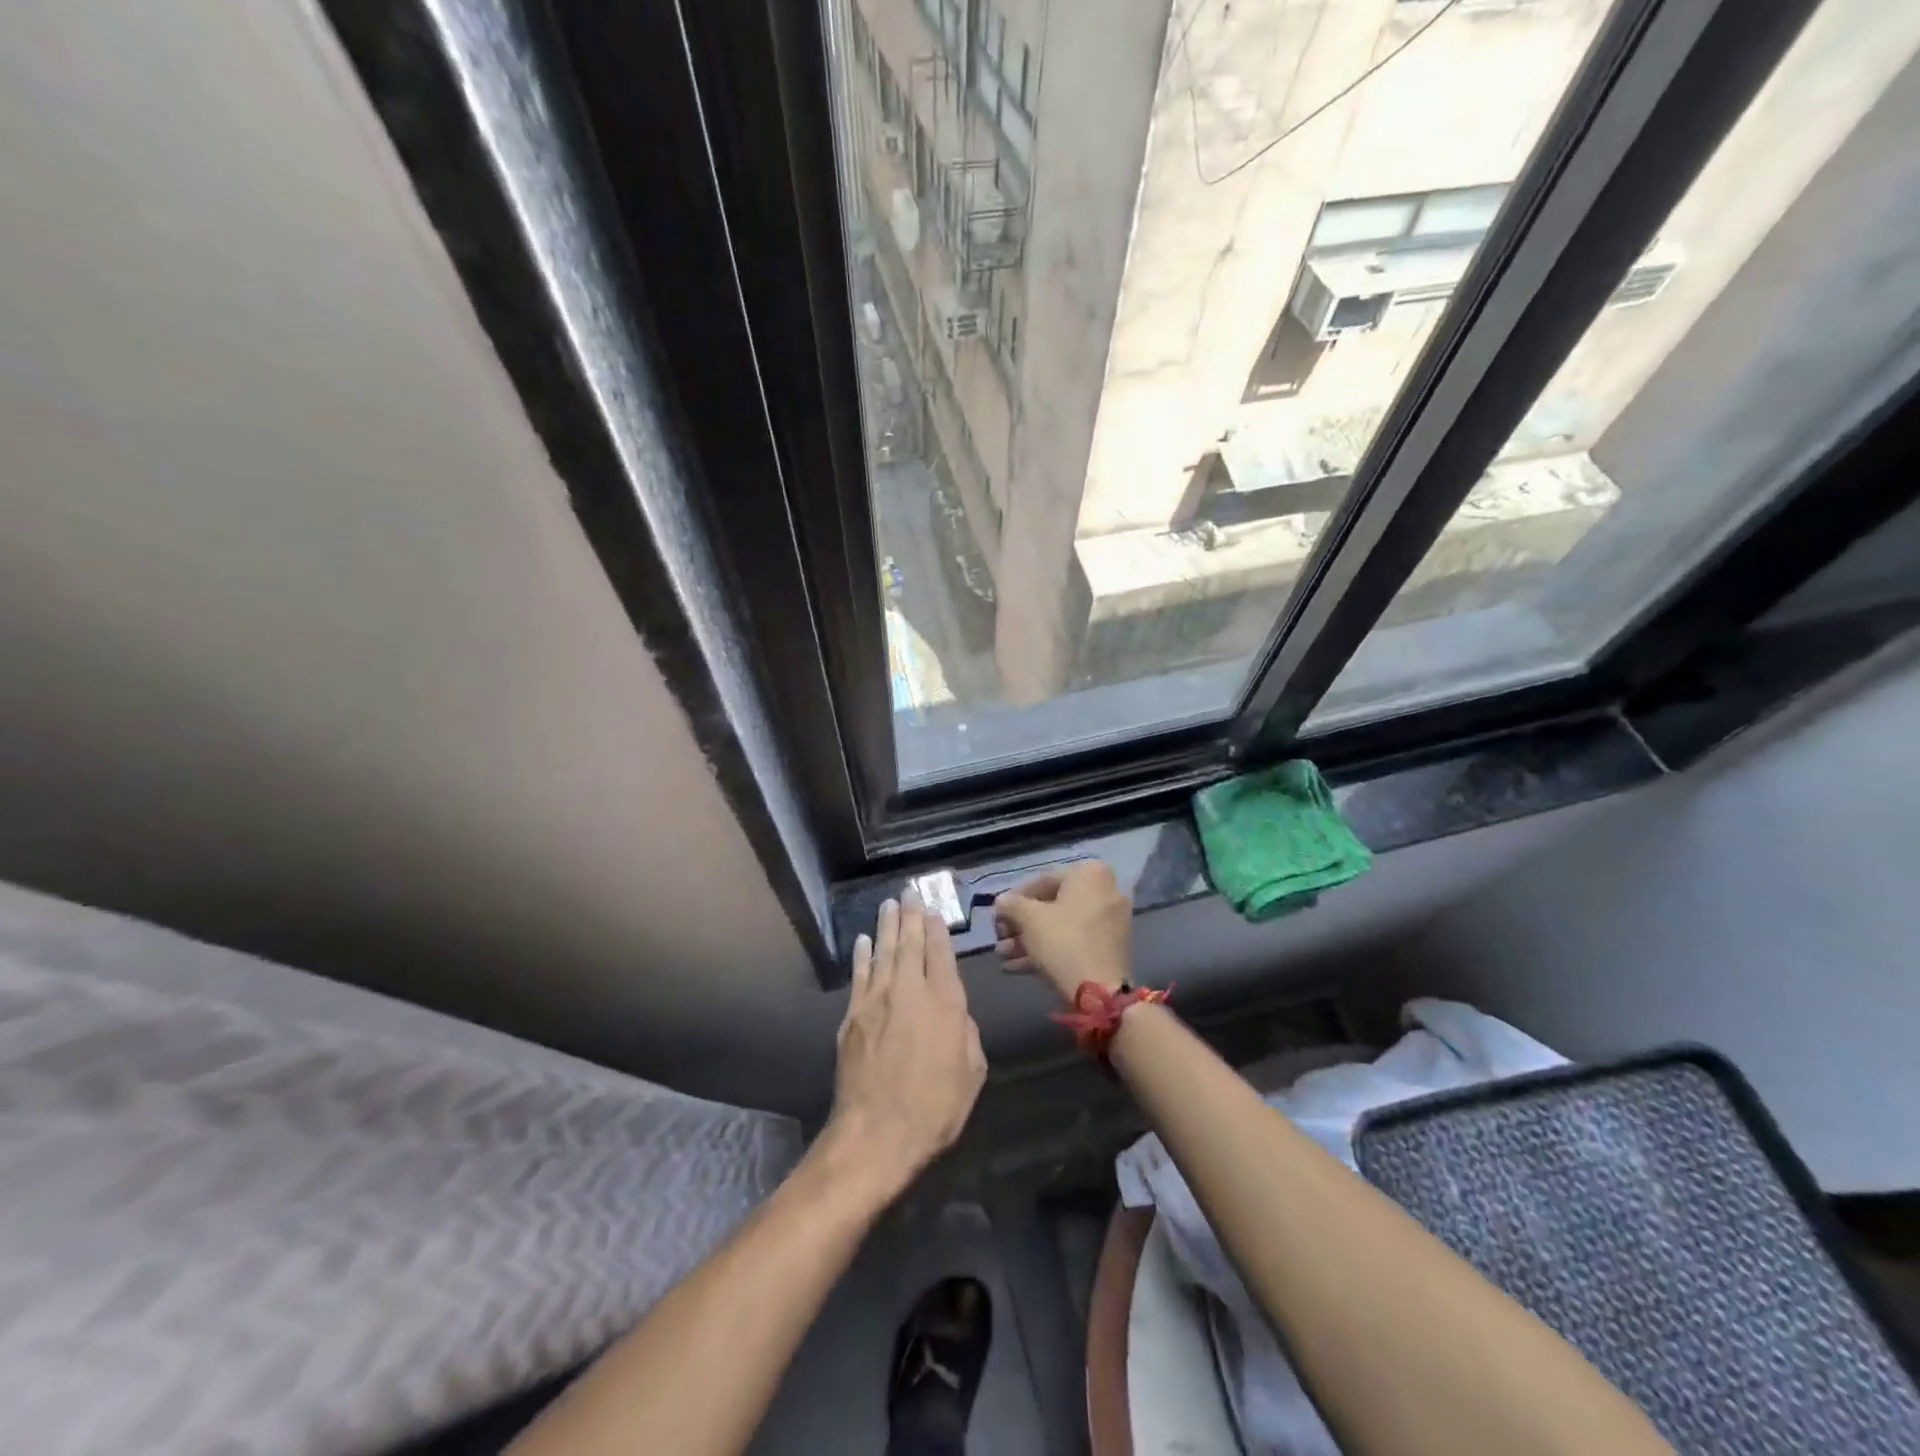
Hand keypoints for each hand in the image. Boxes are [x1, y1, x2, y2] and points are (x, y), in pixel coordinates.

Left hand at [824, 896, 986, 1202]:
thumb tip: (954, 1012)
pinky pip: (858, 976)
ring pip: (882, 952)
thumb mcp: (971, 1072)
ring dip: (886, 926)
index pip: (939, 953)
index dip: (936, 929)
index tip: (932, 908)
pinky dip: (860, 956)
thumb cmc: (934, 1107)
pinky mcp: (852, 1017)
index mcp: (943, 1002)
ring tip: (888, 904)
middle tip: (909, 891)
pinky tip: (862, 941)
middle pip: (909, 944)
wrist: (876, 1134)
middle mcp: (908, 991)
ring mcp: (876, 1001)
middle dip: (910, 915)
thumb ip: (965, 1033)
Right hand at [993, 860, 1133, 1004]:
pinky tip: (1016, 966)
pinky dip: (1048, 950)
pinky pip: (1073, 942)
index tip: (998, 915)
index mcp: (1090, 874)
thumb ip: (1011, 904)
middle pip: (1052, 905)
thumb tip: (1002, 902)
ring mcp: (1109, 922)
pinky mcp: (1108, 949)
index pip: (1042, 880)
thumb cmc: (1063, 942)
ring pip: (1061, 926)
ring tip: (1002, 956)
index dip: (1014, 898)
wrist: (1100, 993)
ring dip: (1029, 940)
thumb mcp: (1029, 918)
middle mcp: (1105, 891)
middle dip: (1021, 924)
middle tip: (999, 938)